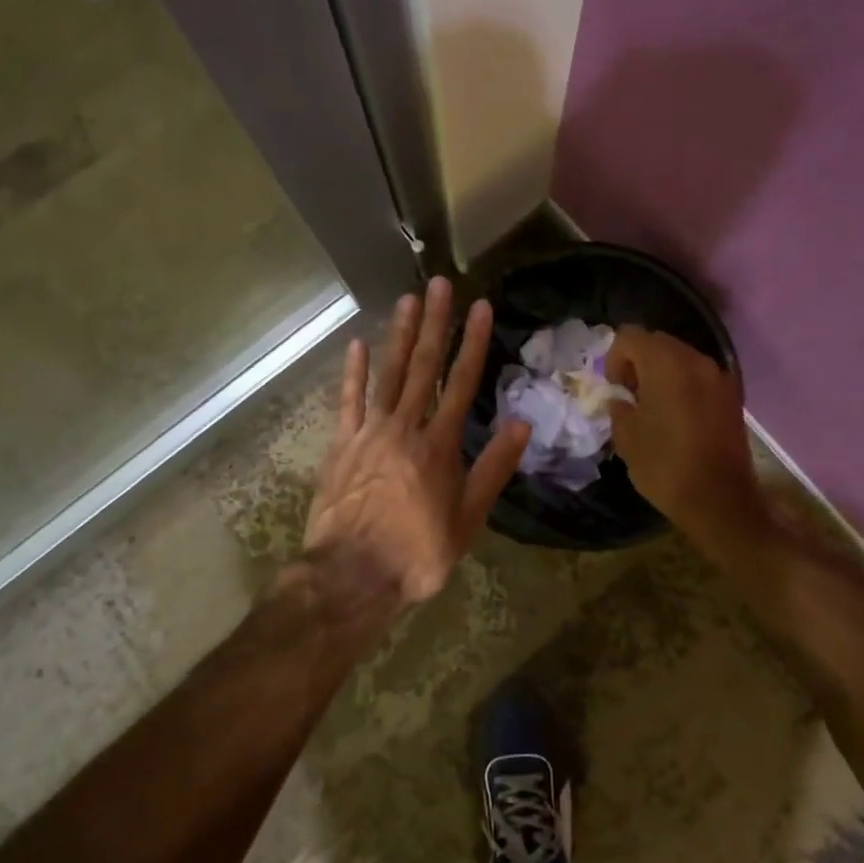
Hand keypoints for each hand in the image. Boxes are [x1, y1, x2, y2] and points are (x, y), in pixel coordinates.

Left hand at [304, 277, 529, 607]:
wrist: (350, 578)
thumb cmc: (417, 554)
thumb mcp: (467, 520)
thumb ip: (492, 469)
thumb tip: (522, 425)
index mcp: (439, 445)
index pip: (461, 383)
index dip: (473, 343)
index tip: (480, 307)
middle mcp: (404, 428)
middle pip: (422, 367)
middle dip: (434, 323)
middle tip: (440, 283)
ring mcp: (368, 433)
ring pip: (386, 374)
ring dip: (398, 335)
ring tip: (407, 299)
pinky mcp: (341, 445)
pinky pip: (347, 402)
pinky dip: (352, 372)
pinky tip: (356, 344)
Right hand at [605, 327, 768, 546]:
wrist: (720, 501)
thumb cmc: (666, 466)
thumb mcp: (627, 437)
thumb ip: (618, 407)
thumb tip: (621, 399)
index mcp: (666, 364)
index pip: (630, 336)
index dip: (614, 358)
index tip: (615, 389)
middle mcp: (695, 360)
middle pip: (658, 342)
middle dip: (638, 362)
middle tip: (630, 395)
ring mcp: (718, 377)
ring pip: (680, 358)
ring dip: (661, 373)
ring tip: (653, 407)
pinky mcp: (731, 396)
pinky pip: (698, 377)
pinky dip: (682, 385)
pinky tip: (676, 417)